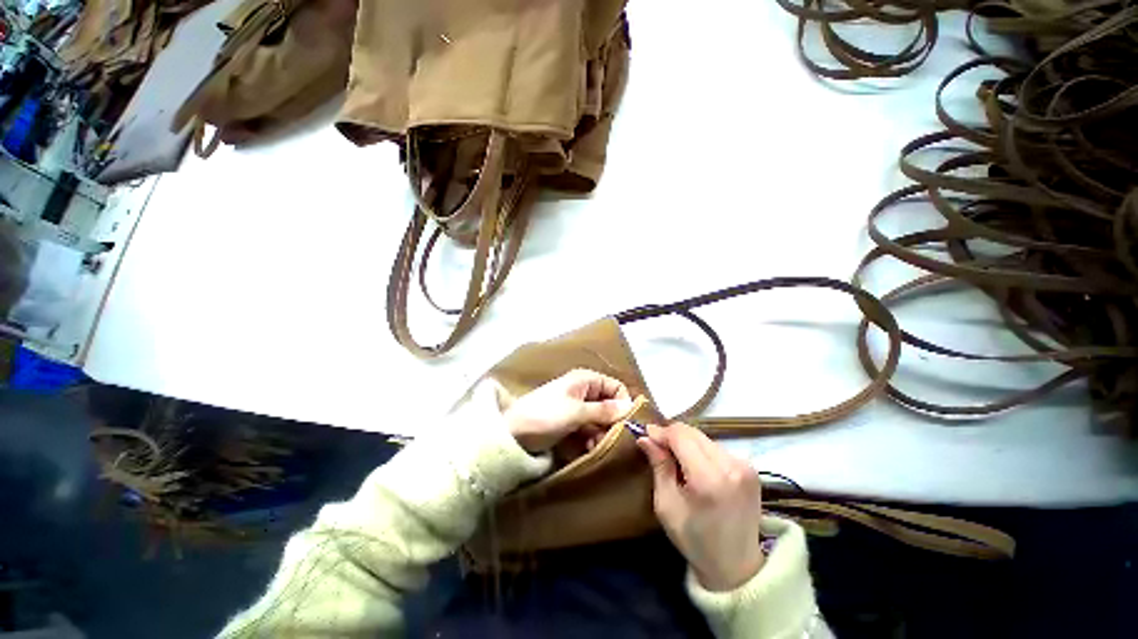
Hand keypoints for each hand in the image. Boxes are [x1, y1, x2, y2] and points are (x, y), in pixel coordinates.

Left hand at [502, 369, 632, 453]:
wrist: (511, 434)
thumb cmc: (544, 417)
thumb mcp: (576, 413)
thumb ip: (604, 411)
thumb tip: (631, 407)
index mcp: (585, 380)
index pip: (616, 388)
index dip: (623, 404)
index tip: (625, 424)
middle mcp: (582, 391)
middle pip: (610, 405)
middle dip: (612, 423)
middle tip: (610, 440)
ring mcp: (575, 409)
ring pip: (600, 420)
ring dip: (602, 434)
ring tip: (596, 447)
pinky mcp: (568, 425)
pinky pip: (588, 430)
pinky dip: (591, 439)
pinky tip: (588, 449)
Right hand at [637, 423, 764, 591]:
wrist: (734, 561)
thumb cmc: (694, 540)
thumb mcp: (668, 507)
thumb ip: (660, 469)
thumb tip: (647, 439)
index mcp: (709, 478)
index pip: (682, 436)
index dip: (662, 433)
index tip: (645, 437)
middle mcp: (732, 465)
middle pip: (697, 435)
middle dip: (675, 438)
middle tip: (656, 449)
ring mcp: (746, 466)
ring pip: (710, 442)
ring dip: (691, 447)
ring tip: (677, 465)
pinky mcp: (753, 470)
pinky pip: (723, 453)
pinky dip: (707, 456)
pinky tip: (699, 473)